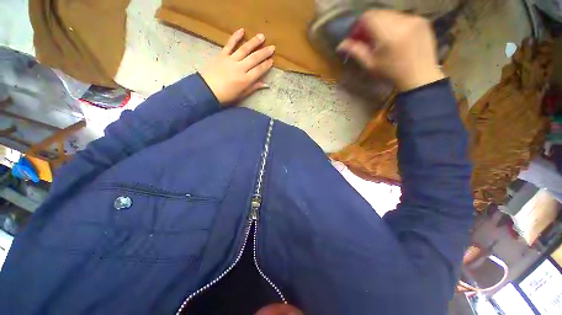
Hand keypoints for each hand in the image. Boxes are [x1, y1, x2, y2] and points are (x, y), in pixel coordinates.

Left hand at [200, 29, 274, 104]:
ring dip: (254, 42)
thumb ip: (253, 87)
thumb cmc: (226, 96)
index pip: (259, 70)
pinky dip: (235, 37)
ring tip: (262, 36)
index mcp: (245, 80)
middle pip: (254, 58)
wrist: (207, 90)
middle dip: (264, 52)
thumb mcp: (242, 95)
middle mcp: (240, 68)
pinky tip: (242, 30)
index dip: (266, 65)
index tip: (272, 61)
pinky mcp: (222, 54)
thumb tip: (265, 84)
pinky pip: (230, 44)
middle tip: (272, 47)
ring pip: (245, 49)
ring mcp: (231, 60)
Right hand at [337, 10, 444, 91]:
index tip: (357, 36)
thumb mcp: (371, 65)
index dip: (360, 24)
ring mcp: (415, 19)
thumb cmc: (391, 73)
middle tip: (367, 38)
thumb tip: (341, 44)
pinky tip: (395, 37)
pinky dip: (395, 24)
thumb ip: (356, 51)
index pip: (369, 16)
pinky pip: (403, 16)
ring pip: (391, 14)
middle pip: (379, 13)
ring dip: (382, 23)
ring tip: (381, 39)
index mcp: (389, 34)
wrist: (420, 76)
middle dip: (370, 24)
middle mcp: (403, 21)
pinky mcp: (422, 20)